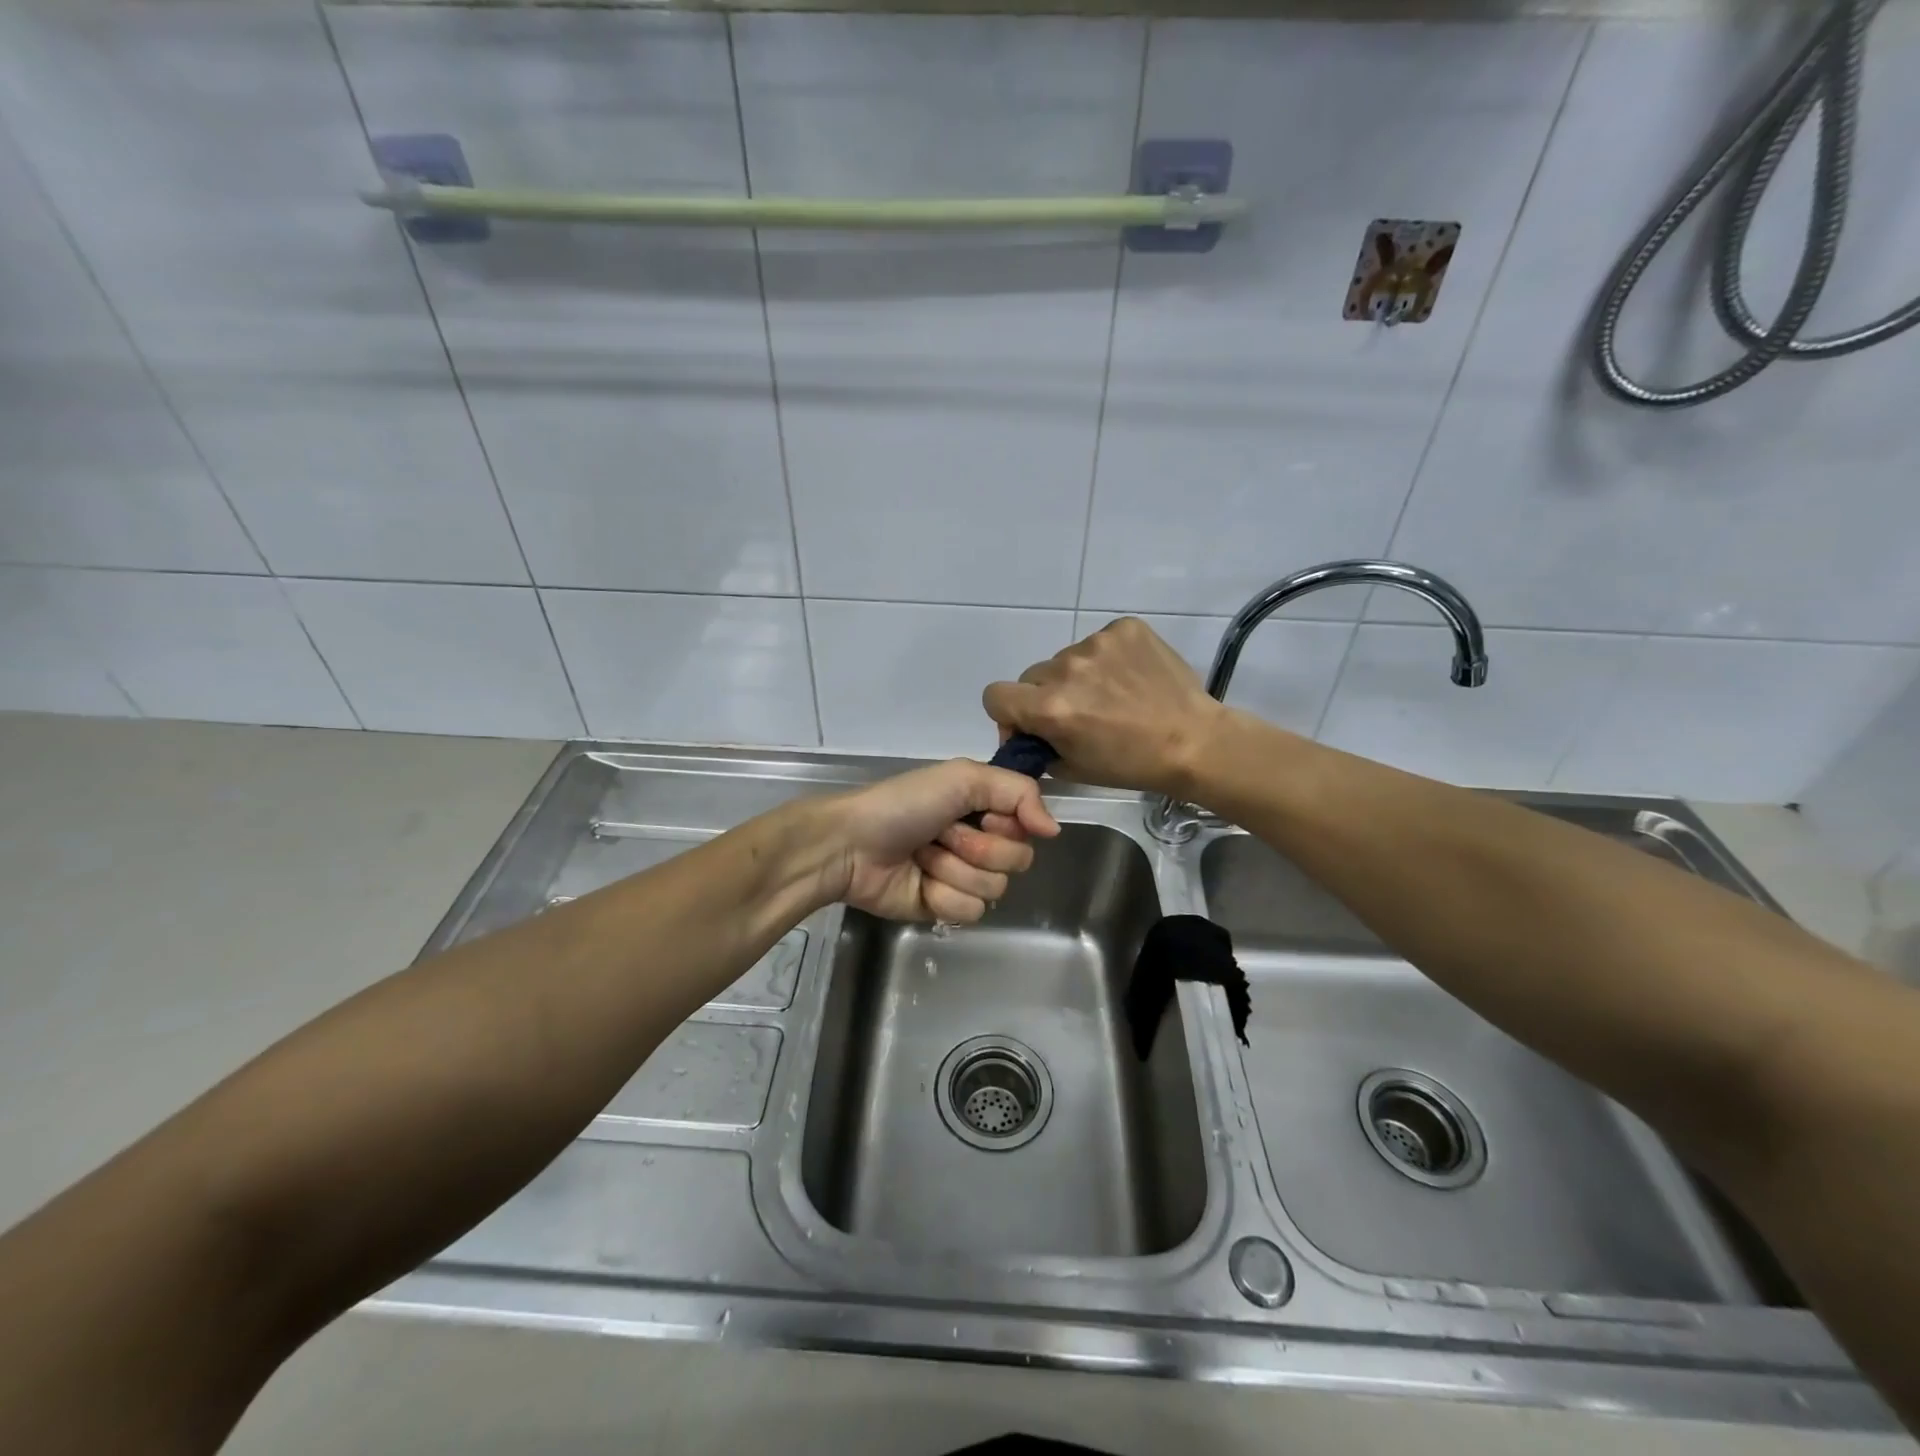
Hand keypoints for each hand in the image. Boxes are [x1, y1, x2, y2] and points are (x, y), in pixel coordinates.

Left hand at [823, 759, 1059, 922]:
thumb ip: (1020, 792)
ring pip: (994, 889)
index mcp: (984, 808)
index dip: (1006, 824)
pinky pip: (970, 911)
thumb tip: (1055, 830)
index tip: (980, 814)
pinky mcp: (945, 908)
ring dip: (954, 870)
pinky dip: (942, 895)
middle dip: (976, 847)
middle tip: (941, 834)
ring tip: (922, 856)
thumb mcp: (963, 777)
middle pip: (1016, 861)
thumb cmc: (904, 804)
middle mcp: (979, 842)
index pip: (1028, 828)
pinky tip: (918, 882)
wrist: (851, 845)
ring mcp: (962, 878)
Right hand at [982, 617, 1226, 798]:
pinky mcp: (1125, 628)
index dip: (1008, 712)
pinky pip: (1099, 642)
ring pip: (1066, 660)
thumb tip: (1027, 733)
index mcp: (1050, 708)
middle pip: (1032, 676)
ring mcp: (1097, 643)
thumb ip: (1038, 746)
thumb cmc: (1132, 765)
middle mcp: (1066, 669)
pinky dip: (1107, 660)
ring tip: (1113, 696)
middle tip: (1078, 714)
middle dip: (1046, 695)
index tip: (1030, 724)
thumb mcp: (1073, 768)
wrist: (1194, 742)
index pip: (995, 695)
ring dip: (1078, 677)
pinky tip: (1130, 679)